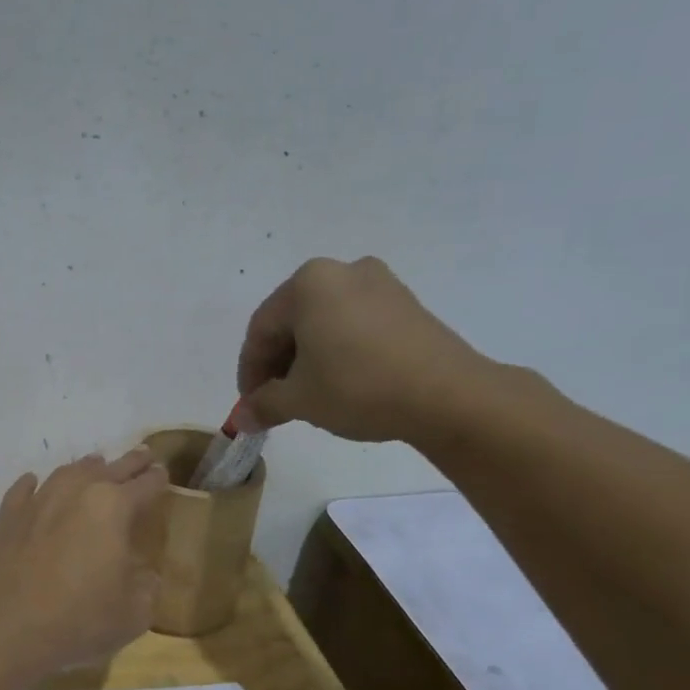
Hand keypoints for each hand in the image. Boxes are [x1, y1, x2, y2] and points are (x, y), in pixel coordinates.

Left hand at [0, 448, 169, 677]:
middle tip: (142, 455)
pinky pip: (24, 490)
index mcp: (113, 507)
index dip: (157, 479)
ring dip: (86, 468)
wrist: (3, 628)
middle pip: (109, 469)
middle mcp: (76, 492)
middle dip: (129, 462)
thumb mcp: (133, 613)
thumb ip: (146, 586)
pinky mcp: (7, 517)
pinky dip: (33, 485)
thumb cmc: (78, 620)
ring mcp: (37, 501)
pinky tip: (33, 483)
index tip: (163, 473)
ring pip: (67, 473)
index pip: (144, 485)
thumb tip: (146, 575)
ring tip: (95, 465)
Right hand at [237, 256, 495, 443]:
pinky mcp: (406, 304)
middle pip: (292, 321)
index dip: (250, 372)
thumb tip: (241, 419)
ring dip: (307, 359)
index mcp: (308, 283)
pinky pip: (355, 324)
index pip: (261, 330)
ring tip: (308, 395)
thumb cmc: (358, 387)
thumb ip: (263, 404)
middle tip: (275, 402)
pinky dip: (338, 351)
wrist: (447, 395)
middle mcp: (342, 271)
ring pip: (324, 323)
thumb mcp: (299, 400)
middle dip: (279, 364)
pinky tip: (341, 382)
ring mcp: (380, 284)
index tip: (250, 405)